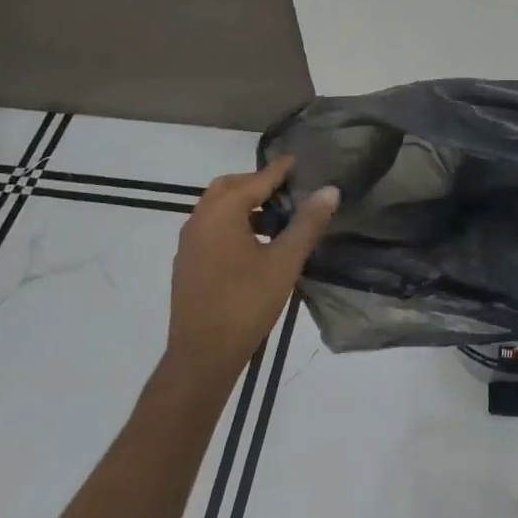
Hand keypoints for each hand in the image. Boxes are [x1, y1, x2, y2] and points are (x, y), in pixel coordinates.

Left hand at [164, 158, 338, 384]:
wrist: (202, 356)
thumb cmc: (246, 303)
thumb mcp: (285, 262)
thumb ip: (307, 223)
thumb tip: (330, 190)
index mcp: (222, 212)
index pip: (256, 180)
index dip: (279, 170)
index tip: (298, 160)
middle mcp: (200, 220)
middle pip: (229, 187)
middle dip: (257, 184)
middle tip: (286, 190)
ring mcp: (189, 243)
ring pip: (217, 208)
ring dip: (244, 204)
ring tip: (275, 219)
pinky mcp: (187, 263)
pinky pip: (211, 228)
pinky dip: (232, 223)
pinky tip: (254, 245)